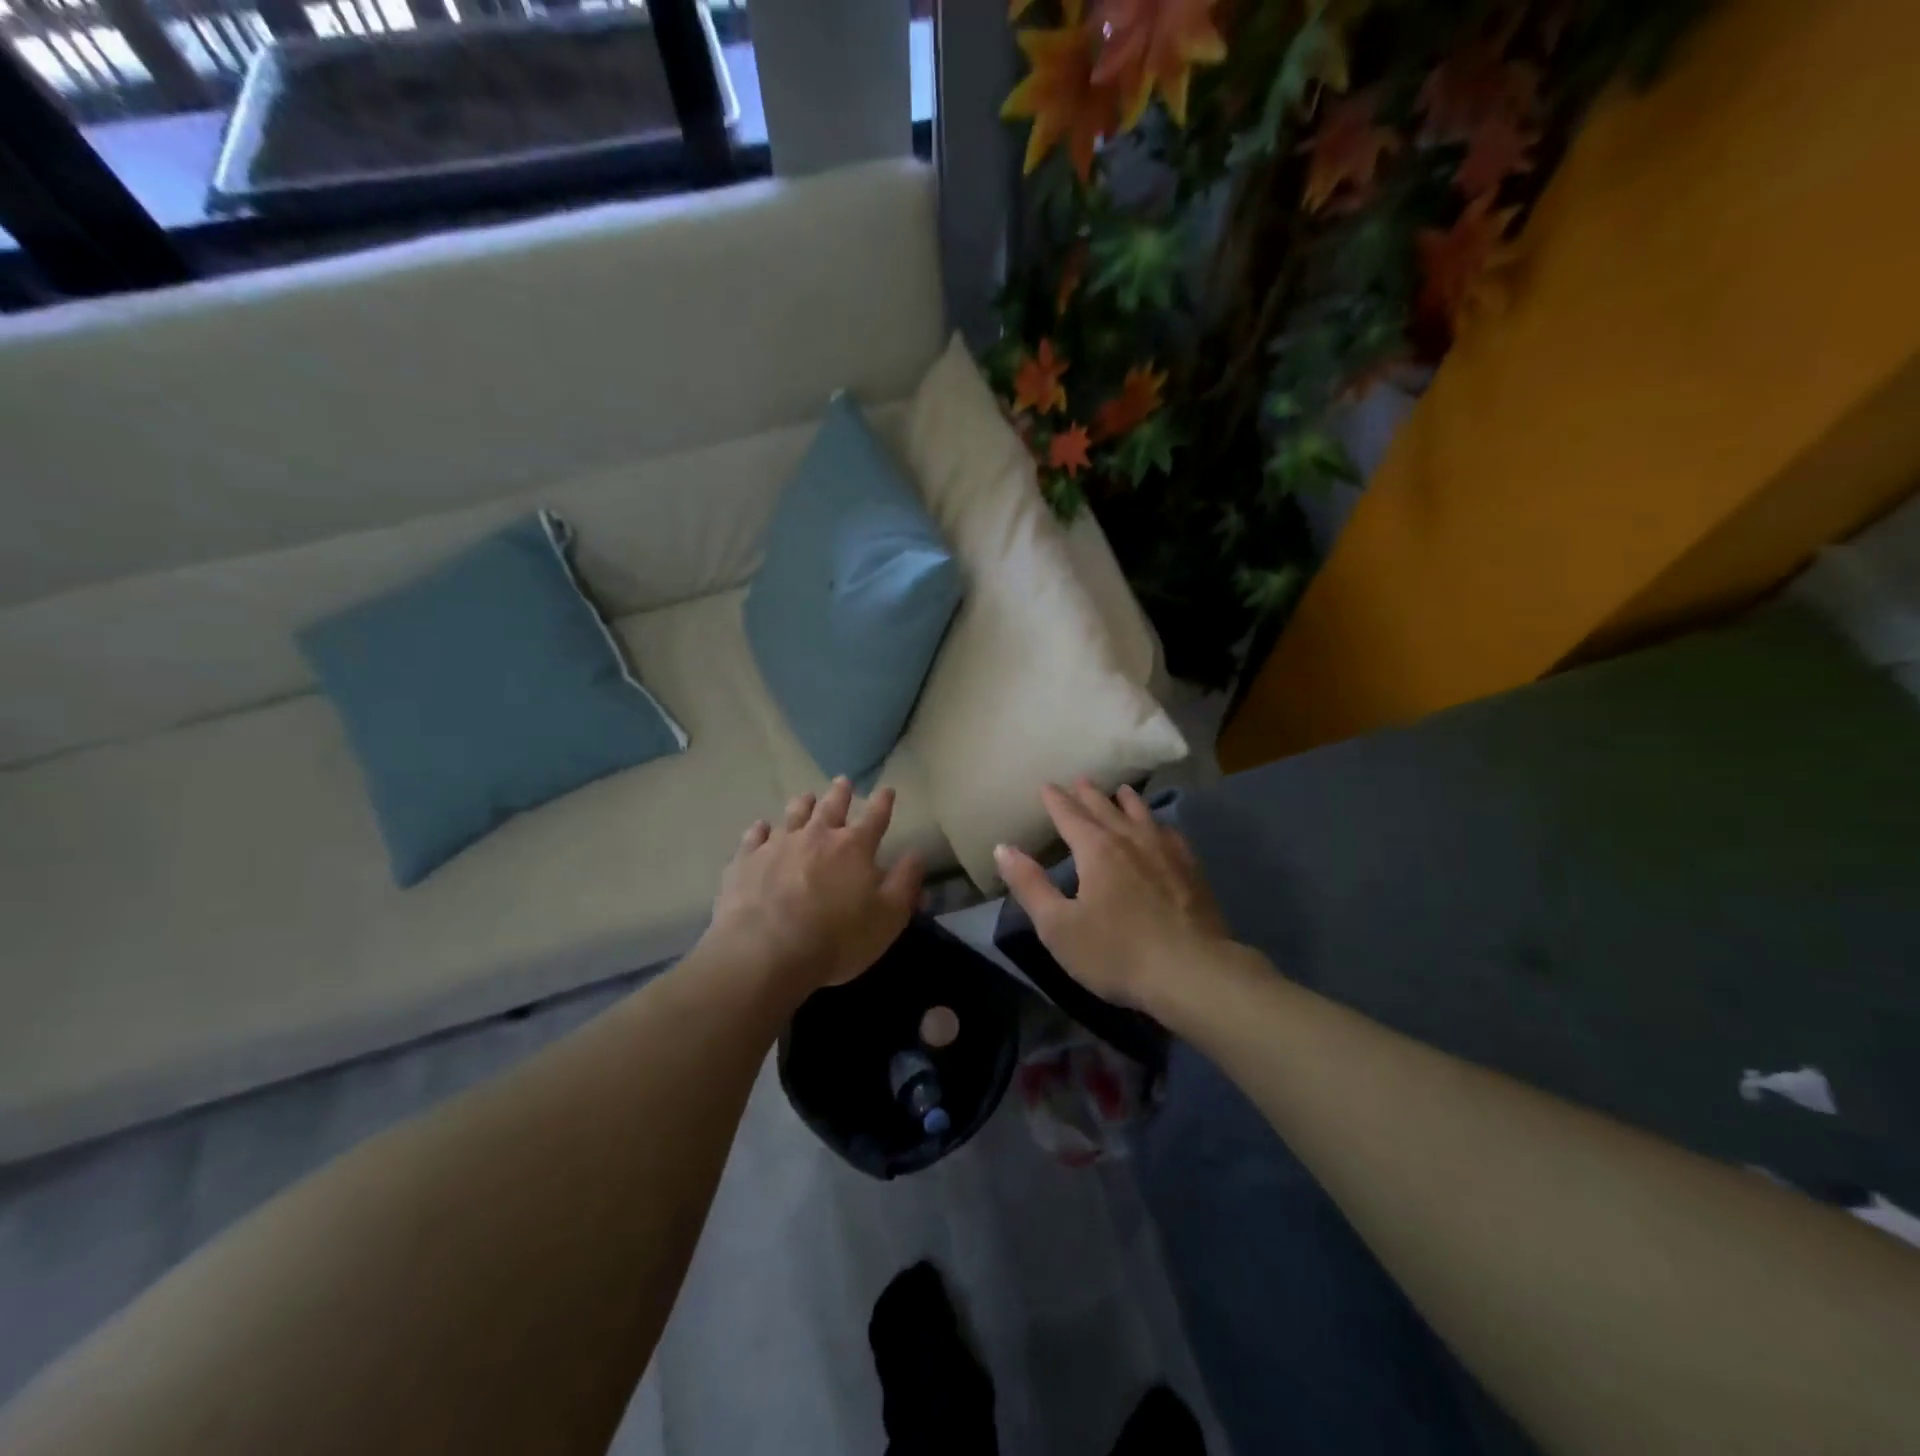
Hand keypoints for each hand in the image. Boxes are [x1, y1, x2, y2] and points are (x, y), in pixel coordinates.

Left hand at [705, 777, 924, 997]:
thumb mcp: (888, 917)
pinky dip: (760, 830)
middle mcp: (817, 836)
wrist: (766, 953)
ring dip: (802, 805)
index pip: (875, 818)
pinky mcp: (746, 861)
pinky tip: (760, 828)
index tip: (887, 789)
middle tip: (843, 782)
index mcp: (854, 847)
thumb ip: (905, 883)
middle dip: (841, 793)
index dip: (883, 803)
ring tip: (806, 797)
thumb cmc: (837, 938)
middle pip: (831, 807)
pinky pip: (754, 838)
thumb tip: (916, 854)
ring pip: (793, 815)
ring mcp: (778, 845)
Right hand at [994, 780, 1236, 1013]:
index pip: (1070, 816)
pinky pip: (1171, 835)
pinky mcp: (1192, 871)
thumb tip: (1003, 848)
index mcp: (1096, 851)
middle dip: (1089, 794)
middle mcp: (1131, 841)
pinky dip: (1159, 824)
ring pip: (1142, 816)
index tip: (1046, 785)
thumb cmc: (1116, 953)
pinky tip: (1162, 829)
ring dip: (1127, 801)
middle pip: (1106, 809)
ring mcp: (1166, 853)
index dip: (1056, 800)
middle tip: (1080, 779)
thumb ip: (1030, 885)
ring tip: (1121, 791)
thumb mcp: (1058, 926)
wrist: (1192, 973)